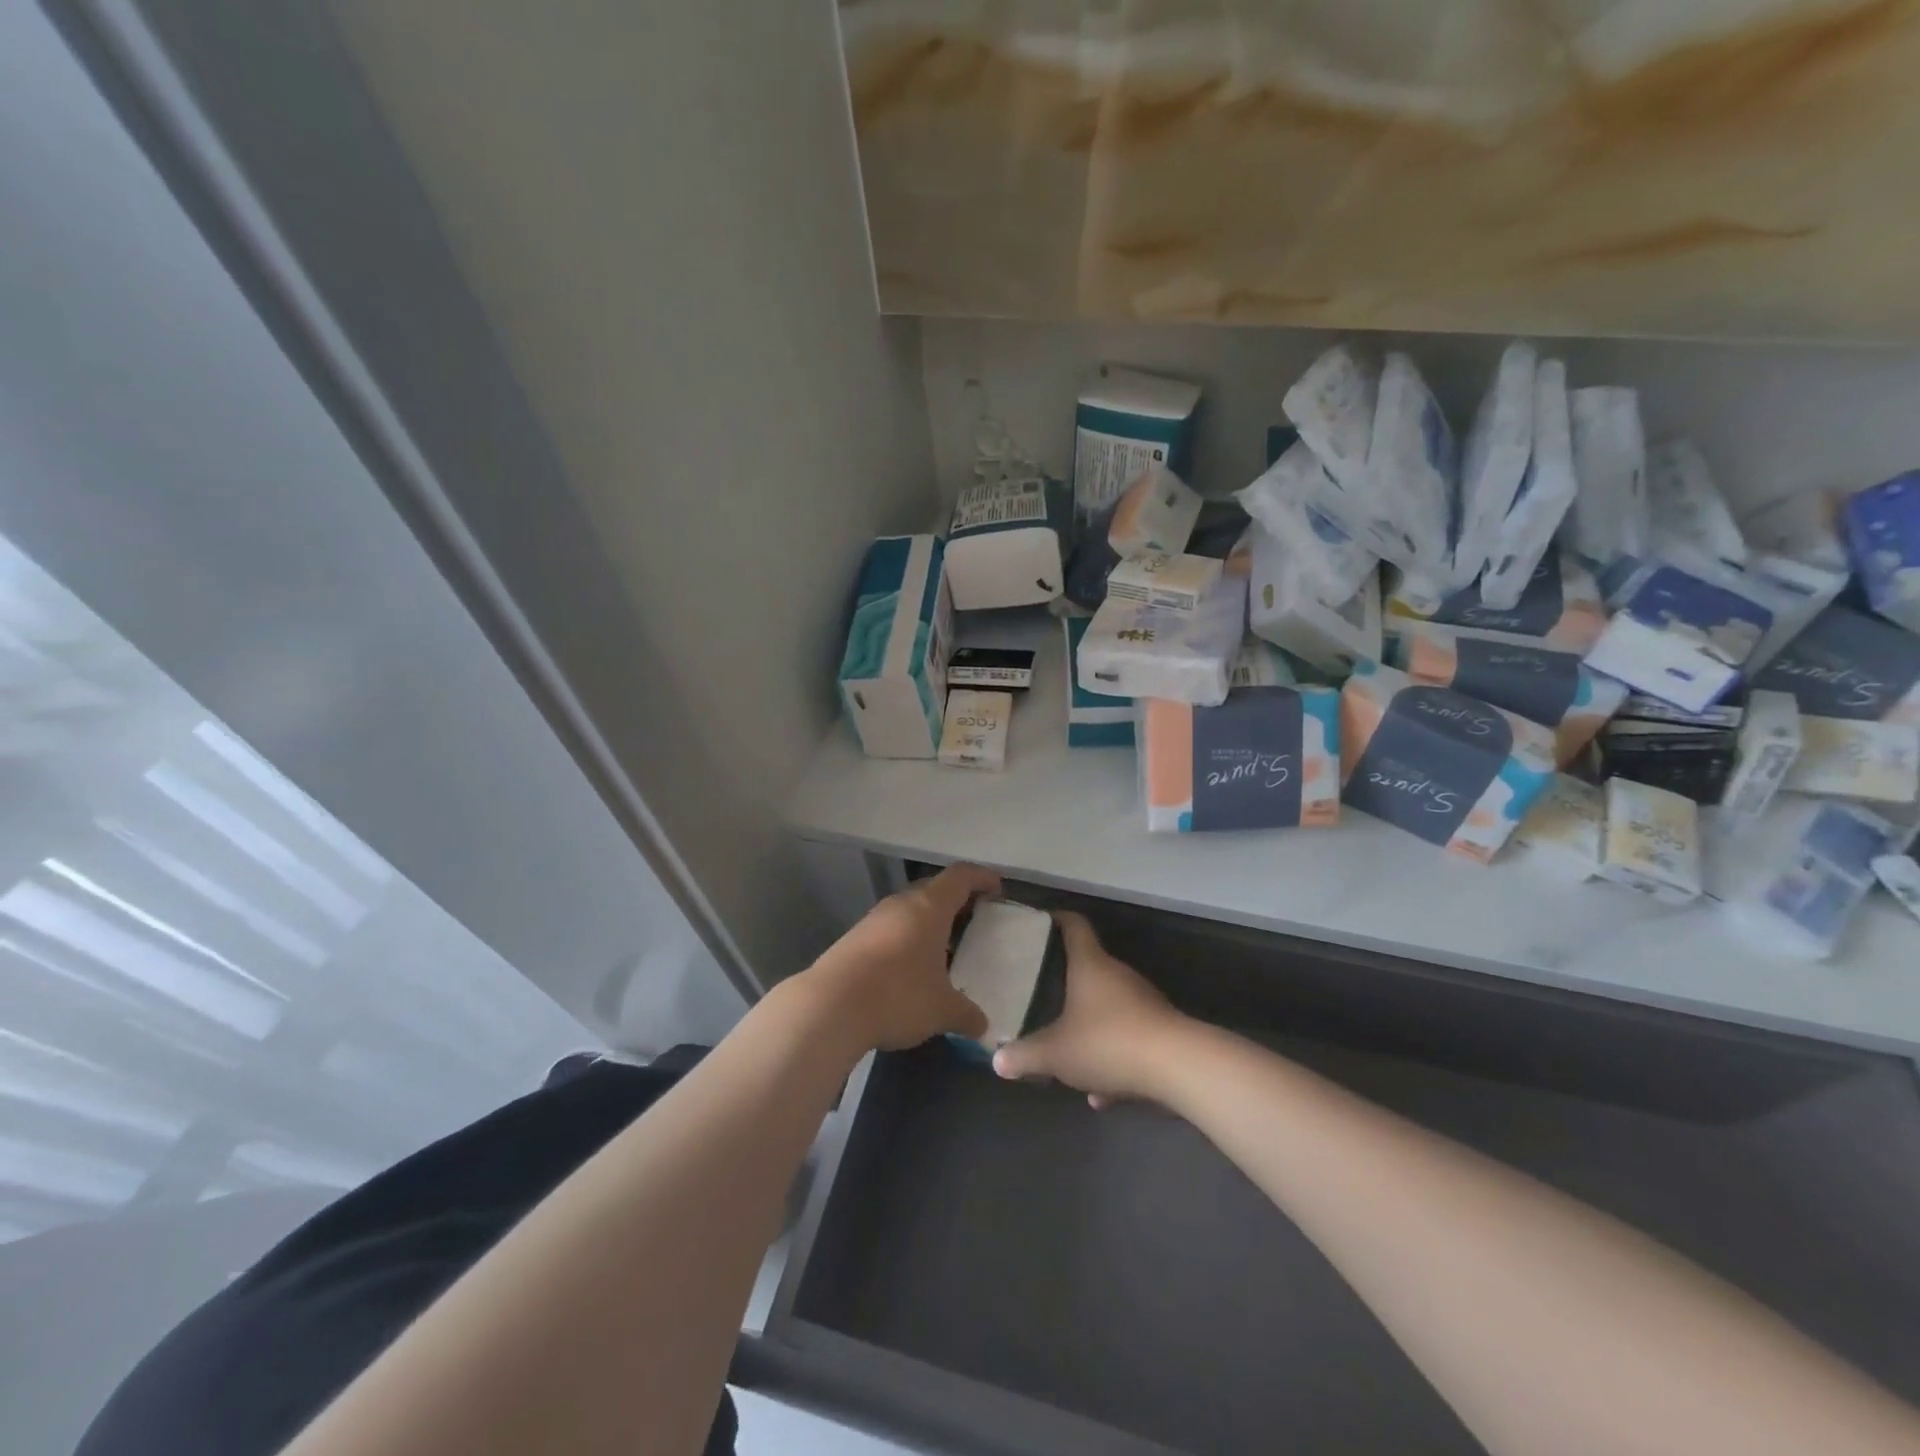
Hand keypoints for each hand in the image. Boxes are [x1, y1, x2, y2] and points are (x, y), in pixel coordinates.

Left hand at [805, 863, 998, 1051]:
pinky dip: (908, 939)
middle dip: (956, 901)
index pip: (961, 876)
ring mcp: (873, 920)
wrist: (830, 1006)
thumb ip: (966, 1014)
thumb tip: (982, 1026)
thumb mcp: (942, 1010)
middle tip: (974, 919)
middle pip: (934, 889)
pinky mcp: (854, 939)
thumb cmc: (898, 995)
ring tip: (945, 948)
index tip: (997, 888)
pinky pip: (891, 929)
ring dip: (929, 922)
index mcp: (929, 907)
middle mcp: (901, 904)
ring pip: (910, 910)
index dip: (981, 878)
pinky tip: (912, 968)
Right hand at [992, 912, 1184, 1106]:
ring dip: (1090, 1027)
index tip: (1040, 922)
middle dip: (1067, 981)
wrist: (1178, 1066)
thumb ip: (1025, 1056)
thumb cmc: (1108, 1042)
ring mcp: (1143, 1002)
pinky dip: (1113, 1058)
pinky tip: (1102, 1094)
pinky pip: (1128, 1039)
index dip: (1057, 920)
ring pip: (1109, 1008)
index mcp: (1090, 965)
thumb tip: (997, 1060)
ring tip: (1067, 1053)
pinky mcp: (1161, 1031)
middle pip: (1090, 967)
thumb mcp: (1056, 1053)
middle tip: (1041, 992)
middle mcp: (1118, 975)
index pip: (1074, 926)